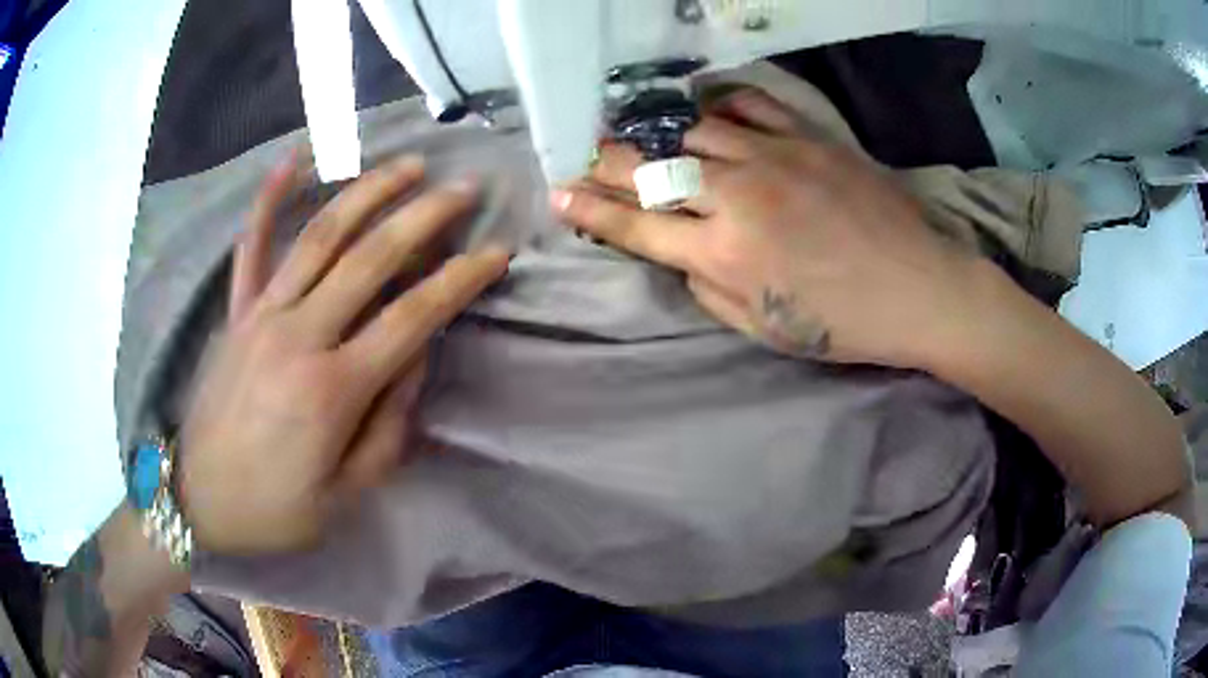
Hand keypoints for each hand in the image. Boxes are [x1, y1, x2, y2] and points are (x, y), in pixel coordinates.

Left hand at [179, 153, 509, 554]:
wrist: (198, 499)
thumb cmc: (275, 508)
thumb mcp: (346, 494)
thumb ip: (388, 428)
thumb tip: (413, 361)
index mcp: (332, 389)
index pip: (412, 318)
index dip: (459, 280)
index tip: (495, 253)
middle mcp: (299, 335)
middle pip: (370, 258)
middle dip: (424, 215)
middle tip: (464, 187)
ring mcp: (261, 315)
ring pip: (320, 236)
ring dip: (368, 192)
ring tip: (407, 165)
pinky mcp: (236, 312)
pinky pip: (251, 246)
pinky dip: (269, 199)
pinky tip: (293, 159)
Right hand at [553, 88, 984, 368]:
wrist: (920, 288)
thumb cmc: (843, 324)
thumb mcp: (764, 329)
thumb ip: (708, 289)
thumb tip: (680, 253)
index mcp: (724, 254)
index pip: (635, 224)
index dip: (589, 209)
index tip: (558, 194)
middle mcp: (737, 196)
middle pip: (652, 167)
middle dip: (607, 162)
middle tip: (582, 157)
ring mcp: (774, 157)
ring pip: (690, 130)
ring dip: (654, 133)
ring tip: (635, 133)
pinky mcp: (807, 137)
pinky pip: (748, 105)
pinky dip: (717, 105)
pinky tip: (704, 112)